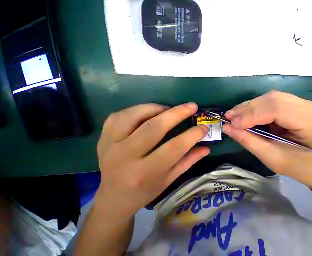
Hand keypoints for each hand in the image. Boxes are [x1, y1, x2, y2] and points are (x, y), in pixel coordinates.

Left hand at [94, 103, 209, 219]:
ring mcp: (110, 146)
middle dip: (178, 113)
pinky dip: (138, 110)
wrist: (114, 198)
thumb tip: (207, 148)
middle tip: (192, 106)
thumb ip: (189, 161)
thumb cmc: (146, 190)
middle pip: (154, 127)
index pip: (175, 147)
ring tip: (170, 109)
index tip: (204, 127)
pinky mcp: (102, 138)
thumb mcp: (171, 178)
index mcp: (146, 172)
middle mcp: (126, 158)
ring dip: (157, 108)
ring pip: (134, 116)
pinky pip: (119, 116)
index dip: (193, 135)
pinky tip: (149, 113)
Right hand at [223, 91, 311, 177]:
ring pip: (271, 98)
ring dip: (250, 107)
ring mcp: (305, 103)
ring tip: (234, 115)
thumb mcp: (270, 157)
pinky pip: (271, 101)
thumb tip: (226, 127)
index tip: (232, 122)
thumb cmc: (294, 165)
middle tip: (229, 116)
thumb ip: (248, 140)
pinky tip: (245, 113)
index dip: (252, 114)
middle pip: (273, 99)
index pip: (278, 109)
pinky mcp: (296, 103)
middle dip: (248, 109)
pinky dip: (256, 107)